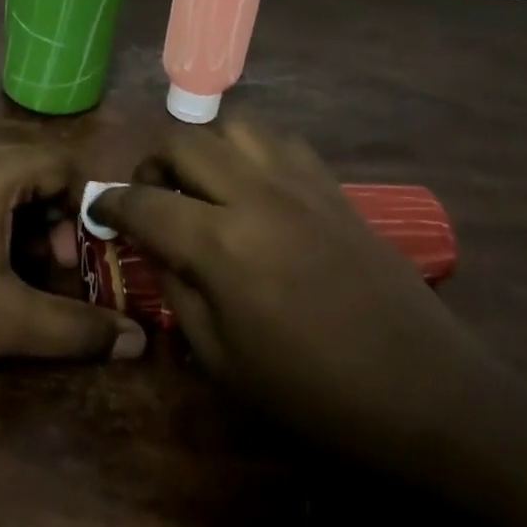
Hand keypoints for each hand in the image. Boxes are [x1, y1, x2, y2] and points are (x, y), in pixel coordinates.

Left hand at [0, 140, 140, 393]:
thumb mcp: (4, 322)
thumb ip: (76, 329)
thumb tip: (138, 342)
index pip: (65, 166)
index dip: (82, 214)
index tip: (75, 265)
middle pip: (34, 170)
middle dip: (53, 222)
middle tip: (48, 274)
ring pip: (0, 181)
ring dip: (21, 224)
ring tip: (13, 278)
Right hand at [93, 121, 526, 526]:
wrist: (427, 398)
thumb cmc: (313, 397)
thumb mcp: (222, 360)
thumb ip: (179, 291)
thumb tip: (158, 250)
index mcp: (219, 244)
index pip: (143, 201)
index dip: (110, 203)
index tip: (99, 211)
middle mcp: (255, 195)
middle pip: (184, 141)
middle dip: (152, 162)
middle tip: (149, 196)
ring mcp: (302, 185)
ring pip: (235, 127)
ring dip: (204, 148)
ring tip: (200, 186)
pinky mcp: (336, 190)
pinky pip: (281, 144)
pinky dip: (251, 153)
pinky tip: (253, 189)